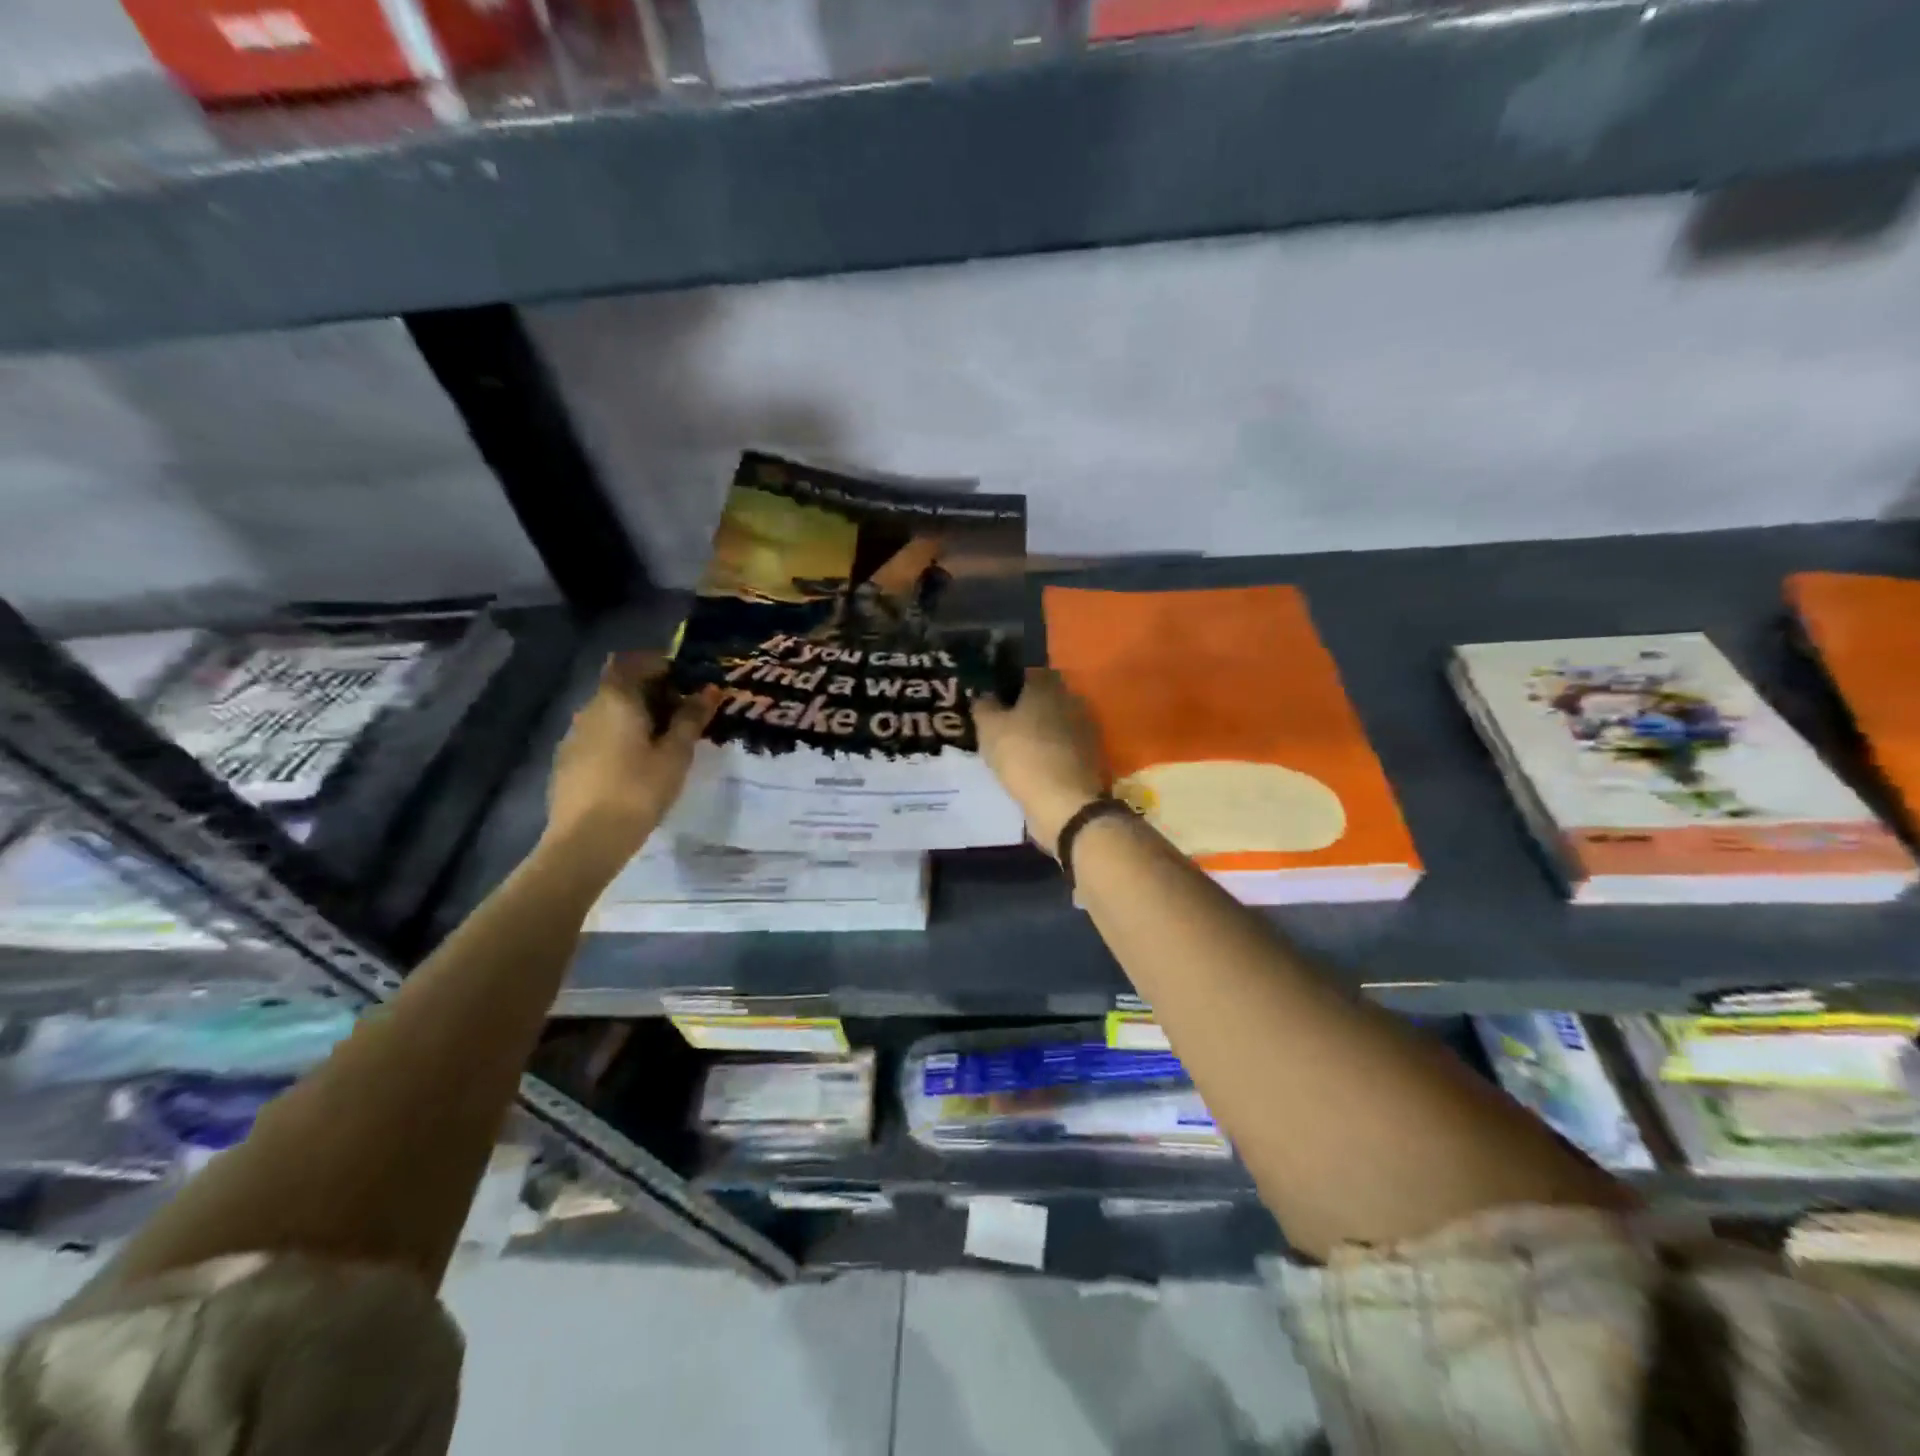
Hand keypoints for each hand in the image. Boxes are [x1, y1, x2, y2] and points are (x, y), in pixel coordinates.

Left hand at [544, 652, 716, 866]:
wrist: (586, 839)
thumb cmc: (638, 790)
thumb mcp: (675, 754)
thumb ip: (691, 718)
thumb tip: (709, 689)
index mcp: (617, 699)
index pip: (634, 662)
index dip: (660, 665)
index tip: (685, 683)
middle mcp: (590, 708)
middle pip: (620, 685)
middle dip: (651, 692)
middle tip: (683, 715)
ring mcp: (574, 734)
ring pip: (609, 712)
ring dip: (635, 716)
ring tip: (663, 742)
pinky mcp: (568, 760)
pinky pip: (599, 735)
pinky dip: (619, 737)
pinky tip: (635, 764)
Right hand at [972, 668, 1107, 855]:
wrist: (1066, 803)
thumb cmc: (1023, 757)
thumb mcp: (989, 729)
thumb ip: (984, 706)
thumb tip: (985, 695)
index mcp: (1048, 686)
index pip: (1030, 672)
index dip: (1012, 684)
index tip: (996, 699)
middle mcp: (1072, 700)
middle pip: (1046, 697)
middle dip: (1028, 707)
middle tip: (1004, 724)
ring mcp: (1086, 729)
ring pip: (1056, 722)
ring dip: (1041, 731)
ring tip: (1018, 747)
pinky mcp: (1091, 756)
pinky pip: (1065, 746)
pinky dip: (1052, 752)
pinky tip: (1035, 765)